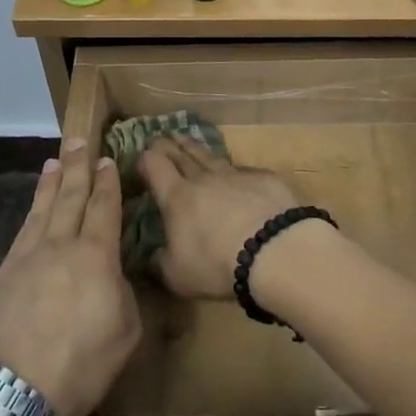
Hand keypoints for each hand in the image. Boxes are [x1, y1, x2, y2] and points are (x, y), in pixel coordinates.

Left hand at [0, 138, 141, 415]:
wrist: (9, 391)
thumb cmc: (78, 366)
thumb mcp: (125, 334)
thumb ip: (124, 296)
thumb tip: (113, 277)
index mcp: (96, 257)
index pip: (103, 208)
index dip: (108, 183)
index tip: (109, 160)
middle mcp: (61, 245)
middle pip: (71, 197)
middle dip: (79, 167)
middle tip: (81, 140)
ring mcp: (28, 256)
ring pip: (44, 207)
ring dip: (53, 181)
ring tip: (57, 159)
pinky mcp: (6, 272)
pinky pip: (24, 227)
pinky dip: (33, 207)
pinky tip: (36, 204)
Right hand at [136, 137, 300, 299]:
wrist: (274, 251)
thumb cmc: (217, 265)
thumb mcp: (177, 276)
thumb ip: (160, 263)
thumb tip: (153, 256)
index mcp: (176, 197)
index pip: (154, 165)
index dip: (146, 159)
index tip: (141, 157)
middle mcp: (203, 178)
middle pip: (181, 153)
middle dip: (167, 145)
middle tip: (159, 138)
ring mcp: (235, 174)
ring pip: (209, 155)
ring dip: (194, 147)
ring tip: (186, 139)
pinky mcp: (264, 178)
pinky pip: (243, 170)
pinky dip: (233, 170)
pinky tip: (234, 172)